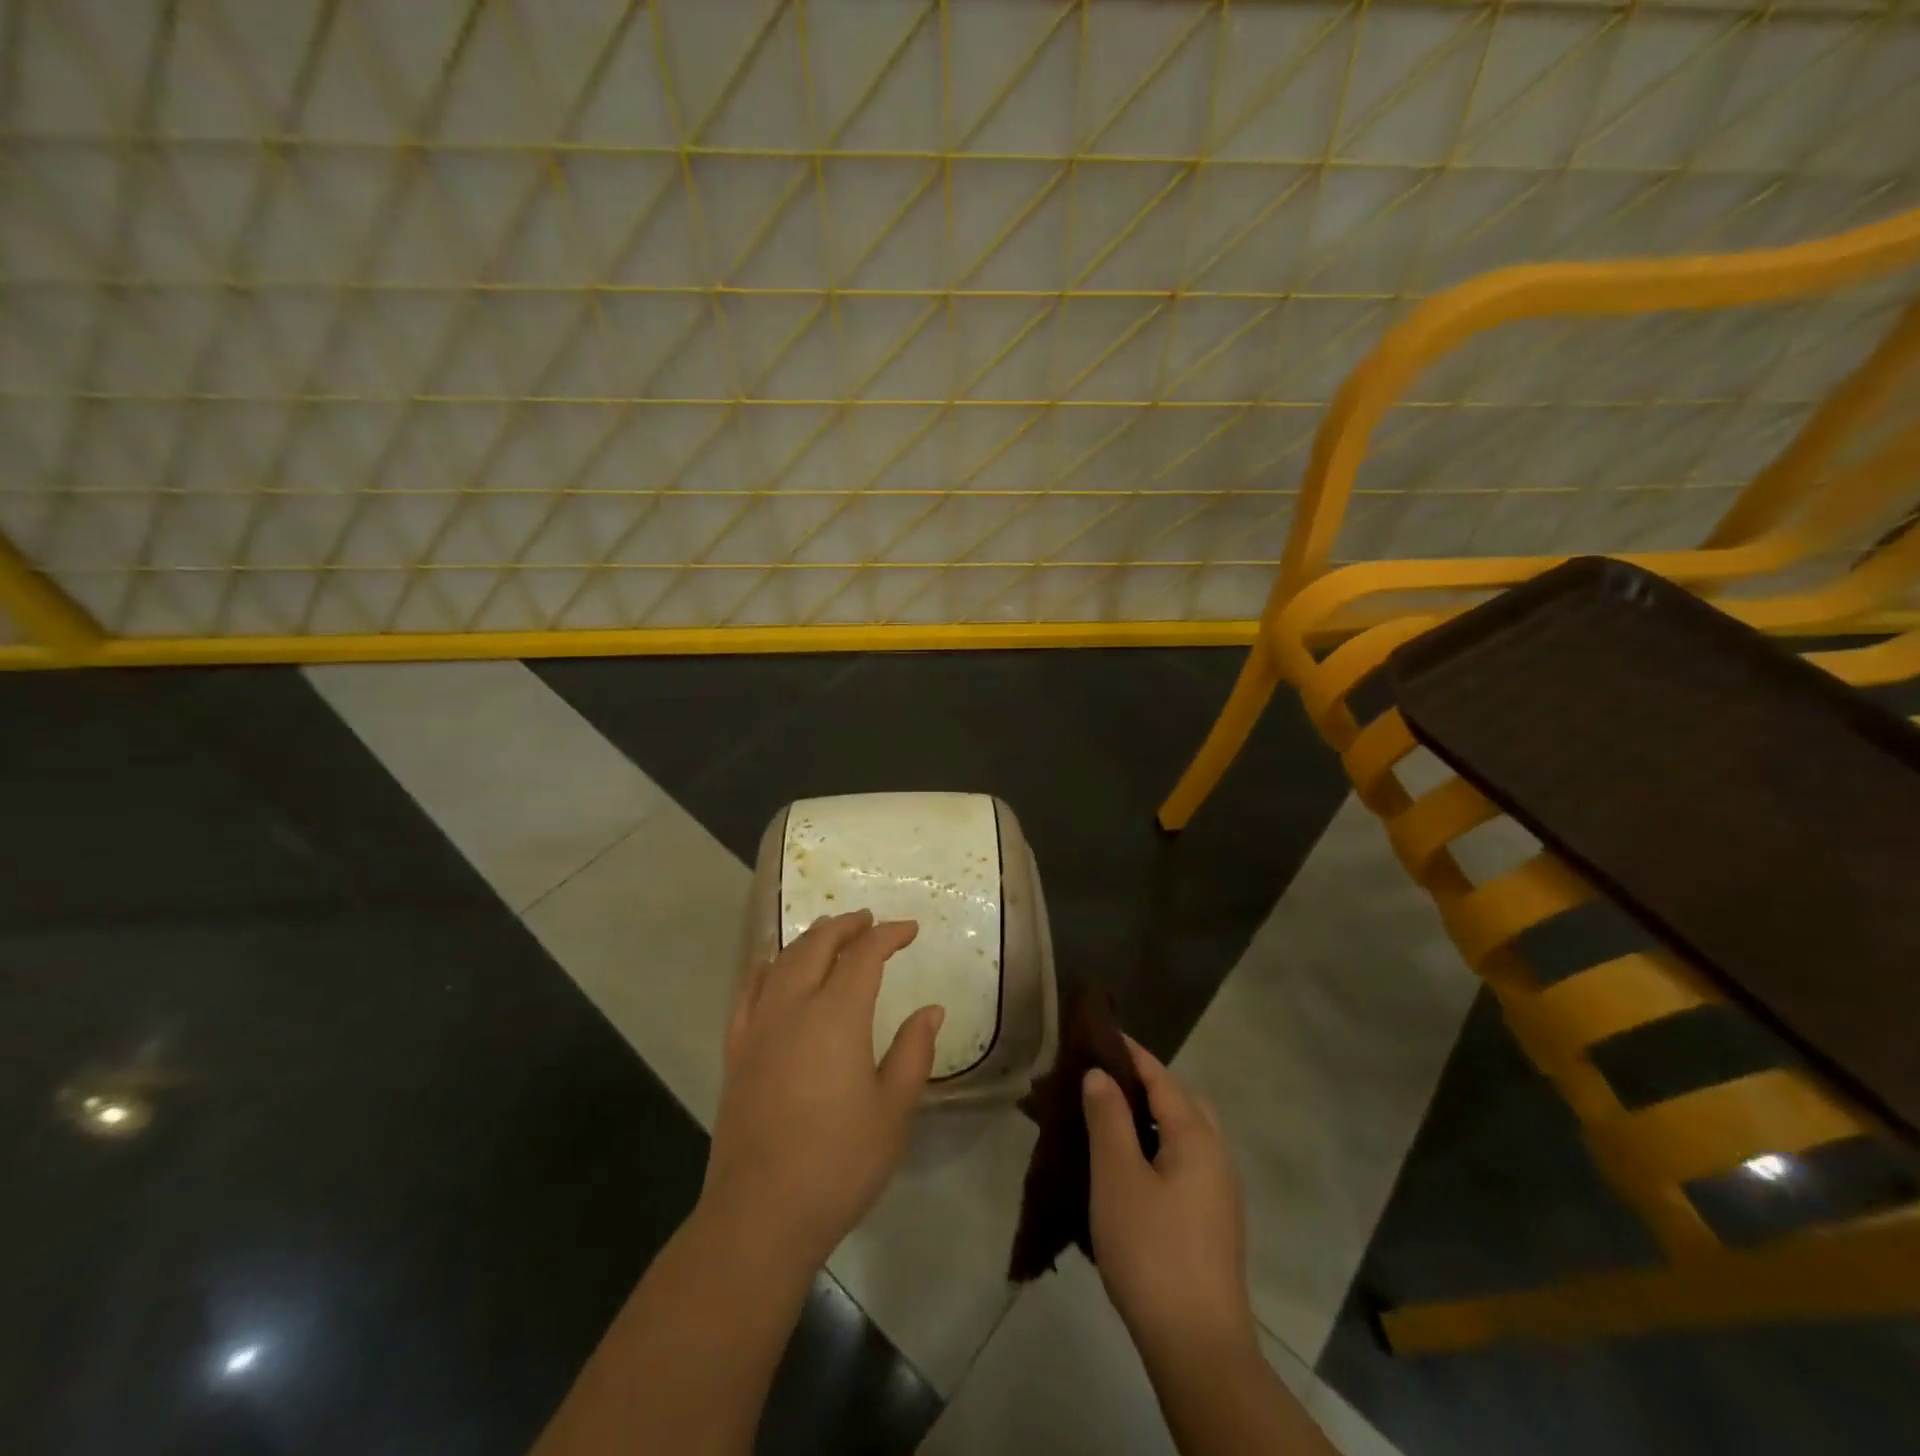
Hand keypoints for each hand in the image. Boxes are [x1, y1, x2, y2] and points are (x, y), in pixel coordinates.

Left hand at [700, 909, 943, 1266]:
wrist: (760, 1215)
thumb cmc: (838, 1163)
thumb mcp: (893, 1111)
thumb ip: (913, 1052)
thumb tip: (930, 1010)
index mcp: (837, 1016)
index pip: (864, 955)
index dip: (888, 935)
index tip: (909, 930)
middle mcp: (793, 1007)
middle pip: (817, 945)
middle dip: (846, 926)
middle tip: (869, 921)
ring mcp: (758, 1027)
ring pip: (782, 961)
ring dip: (809, 939)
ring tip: (829, 933)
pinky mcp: (736, 1051)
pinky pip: (747, 991)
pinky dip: (765, 968)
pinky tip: (770, 968)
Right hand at [1083, 1037, 1256, 1364]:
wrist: (1198, 1346)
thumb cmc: (1151, 1250)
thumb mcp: (1117, 1177)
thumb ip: (1108, 1118)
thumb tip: (1101, 1075)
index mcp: (1196, 1136)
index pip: (1161, 1076)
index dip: (1130, 1052)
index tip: (1099, 1034)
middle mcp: (1217, 1155)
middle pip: (1181, 1101)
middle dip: (1145, 1082)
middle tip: (1103, 1079)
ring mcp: (1221, 1191)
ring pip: (1186, 1134)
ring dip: (1152, 1117)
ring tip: (1110, 1119)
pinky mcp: (1215, 1221)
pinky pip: (1186, 1161)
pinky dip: (1159, 1146)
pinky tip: (1131, 1168)